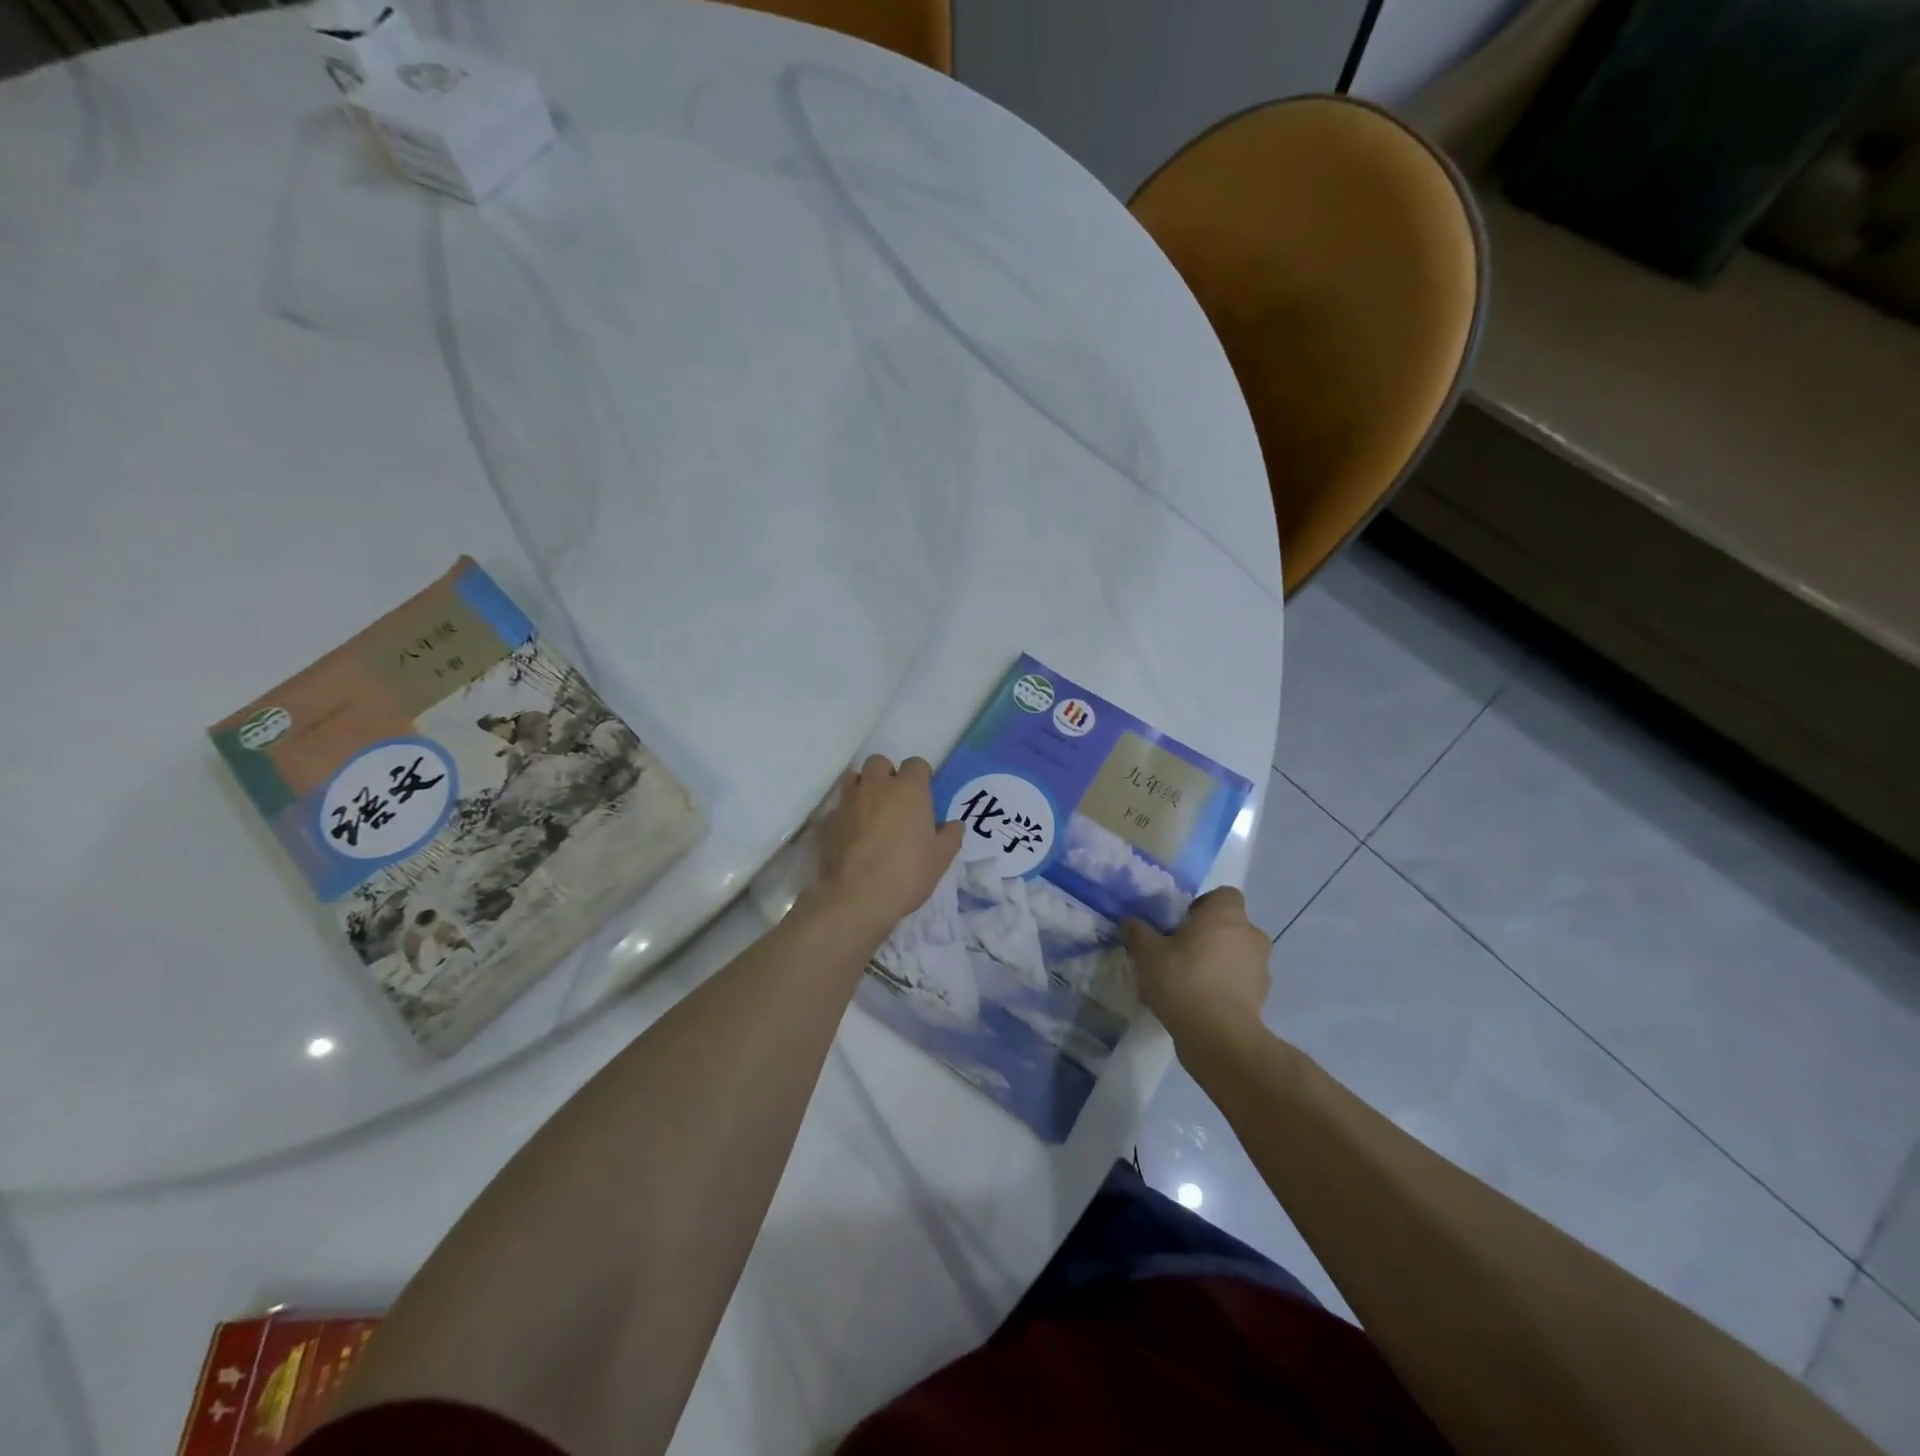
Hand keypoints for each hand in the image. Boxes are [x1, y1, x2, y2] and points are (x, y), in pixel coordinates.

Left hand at [814, 756, 963, 940]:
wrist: (857, 897)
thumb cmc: (907, 873)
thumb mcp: (941, 858)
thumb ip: (950, 836)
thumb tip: (954, 825)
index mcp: (908, 790)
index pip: (916, 764)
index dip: (920, 776)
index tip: (923, 794)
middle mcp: (876, 787)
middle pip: (879, 762)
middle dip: (887, 775)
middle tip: (894, 800)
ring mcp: (848, 802)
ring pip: (854, 779)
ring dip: (863, 788)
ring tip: (870, 812)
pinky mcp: (827, 821)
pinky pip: (838, 807)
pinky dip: (845, 814)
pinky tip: (850, 835)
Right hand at [1122, 888, 1272, 1049]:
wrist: (1218, 1036)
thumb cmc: (1183, 980)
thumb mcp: (1147, 953)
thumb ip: (1138, 932)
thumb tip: (1130, 921)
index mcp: (1226, 915)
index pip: (1223, 895)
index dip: (1203, 905)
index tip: (1181, 923)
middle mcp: (1251, 935)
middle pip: (1230, 926)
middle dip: (1209, 935)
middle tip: (1180, 951)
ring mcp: (1260, 968)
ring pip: (1237, 955)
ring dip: (1218, 962)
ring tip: (1188, 980)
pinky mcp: (1261, 998)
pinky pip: (1240, 983)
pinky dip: (1224, 987)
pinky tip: (1198, 1002)